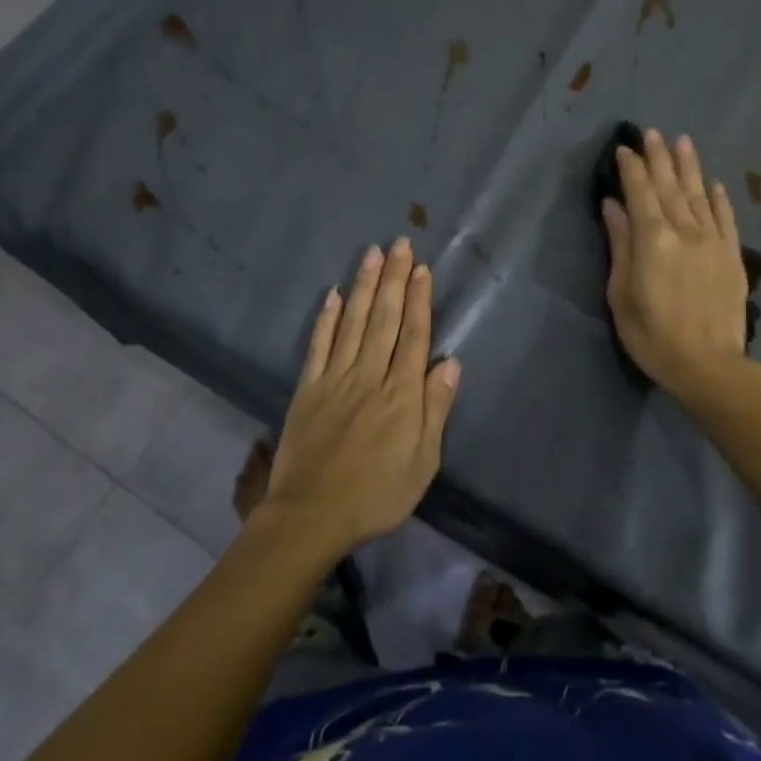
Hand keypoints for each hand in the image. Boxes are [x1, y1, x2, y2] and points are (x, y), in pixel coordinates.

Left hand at [258, 237, 460, 557]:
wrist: (311, 516)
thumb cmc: (376, 494)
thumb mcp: (422, 463)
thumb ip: (435, 410)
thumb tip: (451, 363)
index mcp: (401, 395)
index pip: (414, 336)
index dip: (420, 300)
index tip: (423, 269)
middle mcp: (370, 376)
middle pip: (385, 320)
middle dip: (395, 279)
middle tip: (401, 244)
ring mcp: (335, 379)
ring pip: (354, 323)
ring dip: (365, 287)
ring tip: (373, 254)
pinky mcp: (308, 389)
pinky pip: (318, 346)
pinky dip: (326, 319)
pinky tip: (334, 294)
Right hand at [602, 130, 748, 399]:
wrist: (709, 366)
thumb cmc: (653, 336)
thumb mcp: (621, 294)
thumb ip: (619, 245)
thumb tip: (613, 206)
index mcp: (652, 239)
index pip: (639, 192)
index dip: (631, 168)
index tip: (624, 148)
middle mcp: (684, 230)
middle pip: (669, 185)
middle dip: (658, 157)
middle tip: (651, 132)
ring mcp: (713, 241)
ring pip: (699, 194)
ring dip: (689, 166)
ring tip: (682, 142)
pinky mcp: (732, 255)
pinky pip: (726, 217)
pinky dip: (719, 197)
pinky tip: (713, 182)